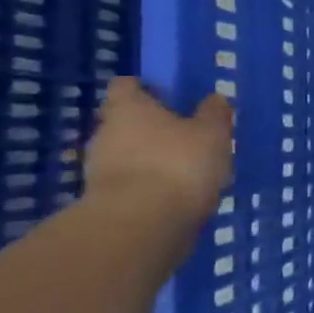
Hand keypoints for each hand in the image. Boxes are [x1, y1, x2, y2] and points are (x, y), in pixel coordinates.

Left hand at [82, 78, 232, 225]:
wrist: (140, 227)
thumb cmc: (178, 165)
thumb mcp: (213, 133)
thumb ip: (214, 114)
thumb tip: (214, 99)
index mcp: (128, 109)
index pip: (126, 86)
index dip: (145, 88)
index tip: (167, 95)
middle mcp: (105, 133)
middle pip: (124, 122)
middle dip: (150, 127)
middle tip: (184, 136)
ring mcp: (99, 170)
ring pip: (126, 155)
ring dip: (149, 160)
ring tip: (184, 171)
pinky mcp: (103, 203)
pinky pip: (129, 185)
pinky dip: (148, 188)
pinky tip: (174, 197)